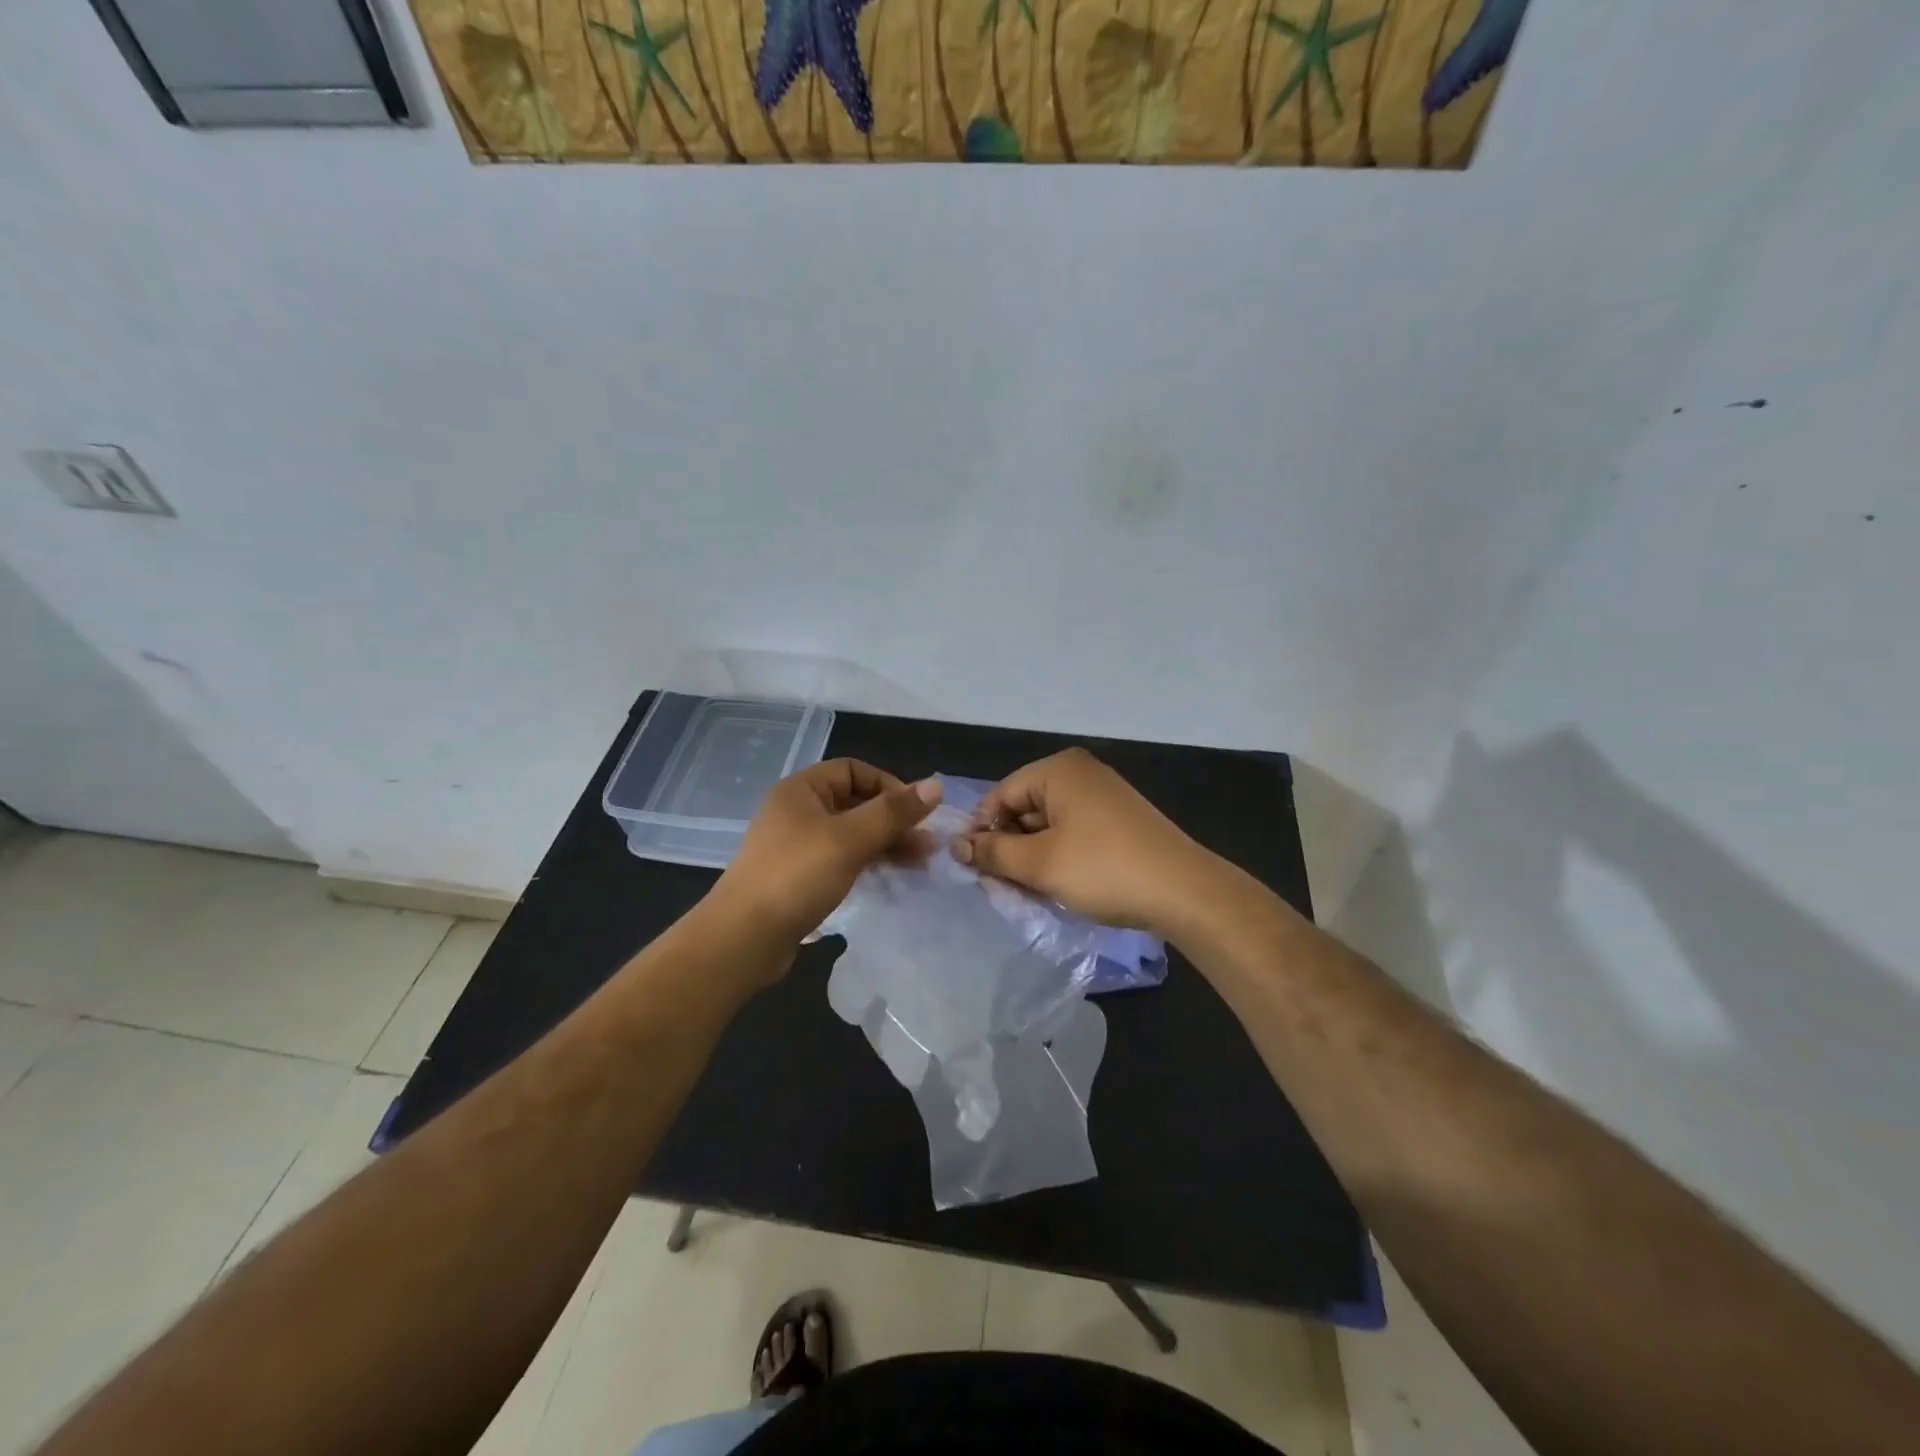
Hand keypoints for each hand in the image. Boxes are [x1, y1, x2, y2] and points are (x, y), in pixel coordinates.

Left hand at [711, 759, 941, 953]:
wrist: (743, 939)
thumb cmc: (797, 876)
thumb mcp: (850, 839)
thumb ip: (893, 812)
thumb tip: (936, 786)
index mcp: (801, 789)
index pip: (854, 770)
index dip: (889, 785)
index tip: (916, 813)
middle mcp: (797, 811)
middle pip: (855, 802)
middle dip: (892, 820)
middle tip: (927, 844)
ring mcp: (796, 846)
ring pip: (850, 834)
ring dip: (884, 843)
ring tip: (919, 863)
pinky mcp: (798, 877)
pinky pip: (840, 859)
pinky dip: (866, 863)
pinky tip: (889, 877)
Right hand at [953, 748, 1211, 935]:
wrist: (1183, 891)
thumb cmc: (1103, 869)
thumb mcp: (1039, 864)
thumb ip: (993, 852)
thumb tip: (958, 847)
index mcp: (1059, 770)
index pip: (1001, 795)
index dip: (982, 832)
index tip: (973, 869)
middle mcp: (1080, 774)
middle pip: (1024, 808)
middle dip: (1008, 847)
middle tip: (1000, 887)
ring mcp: (1103, 796)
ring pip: (1048, 825)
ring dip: (1032, 857)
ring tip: (1028, 892)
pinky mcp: (1119, 821)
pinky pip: (1073, 833)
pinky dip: (1058, 857)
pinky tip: (1057, 886)